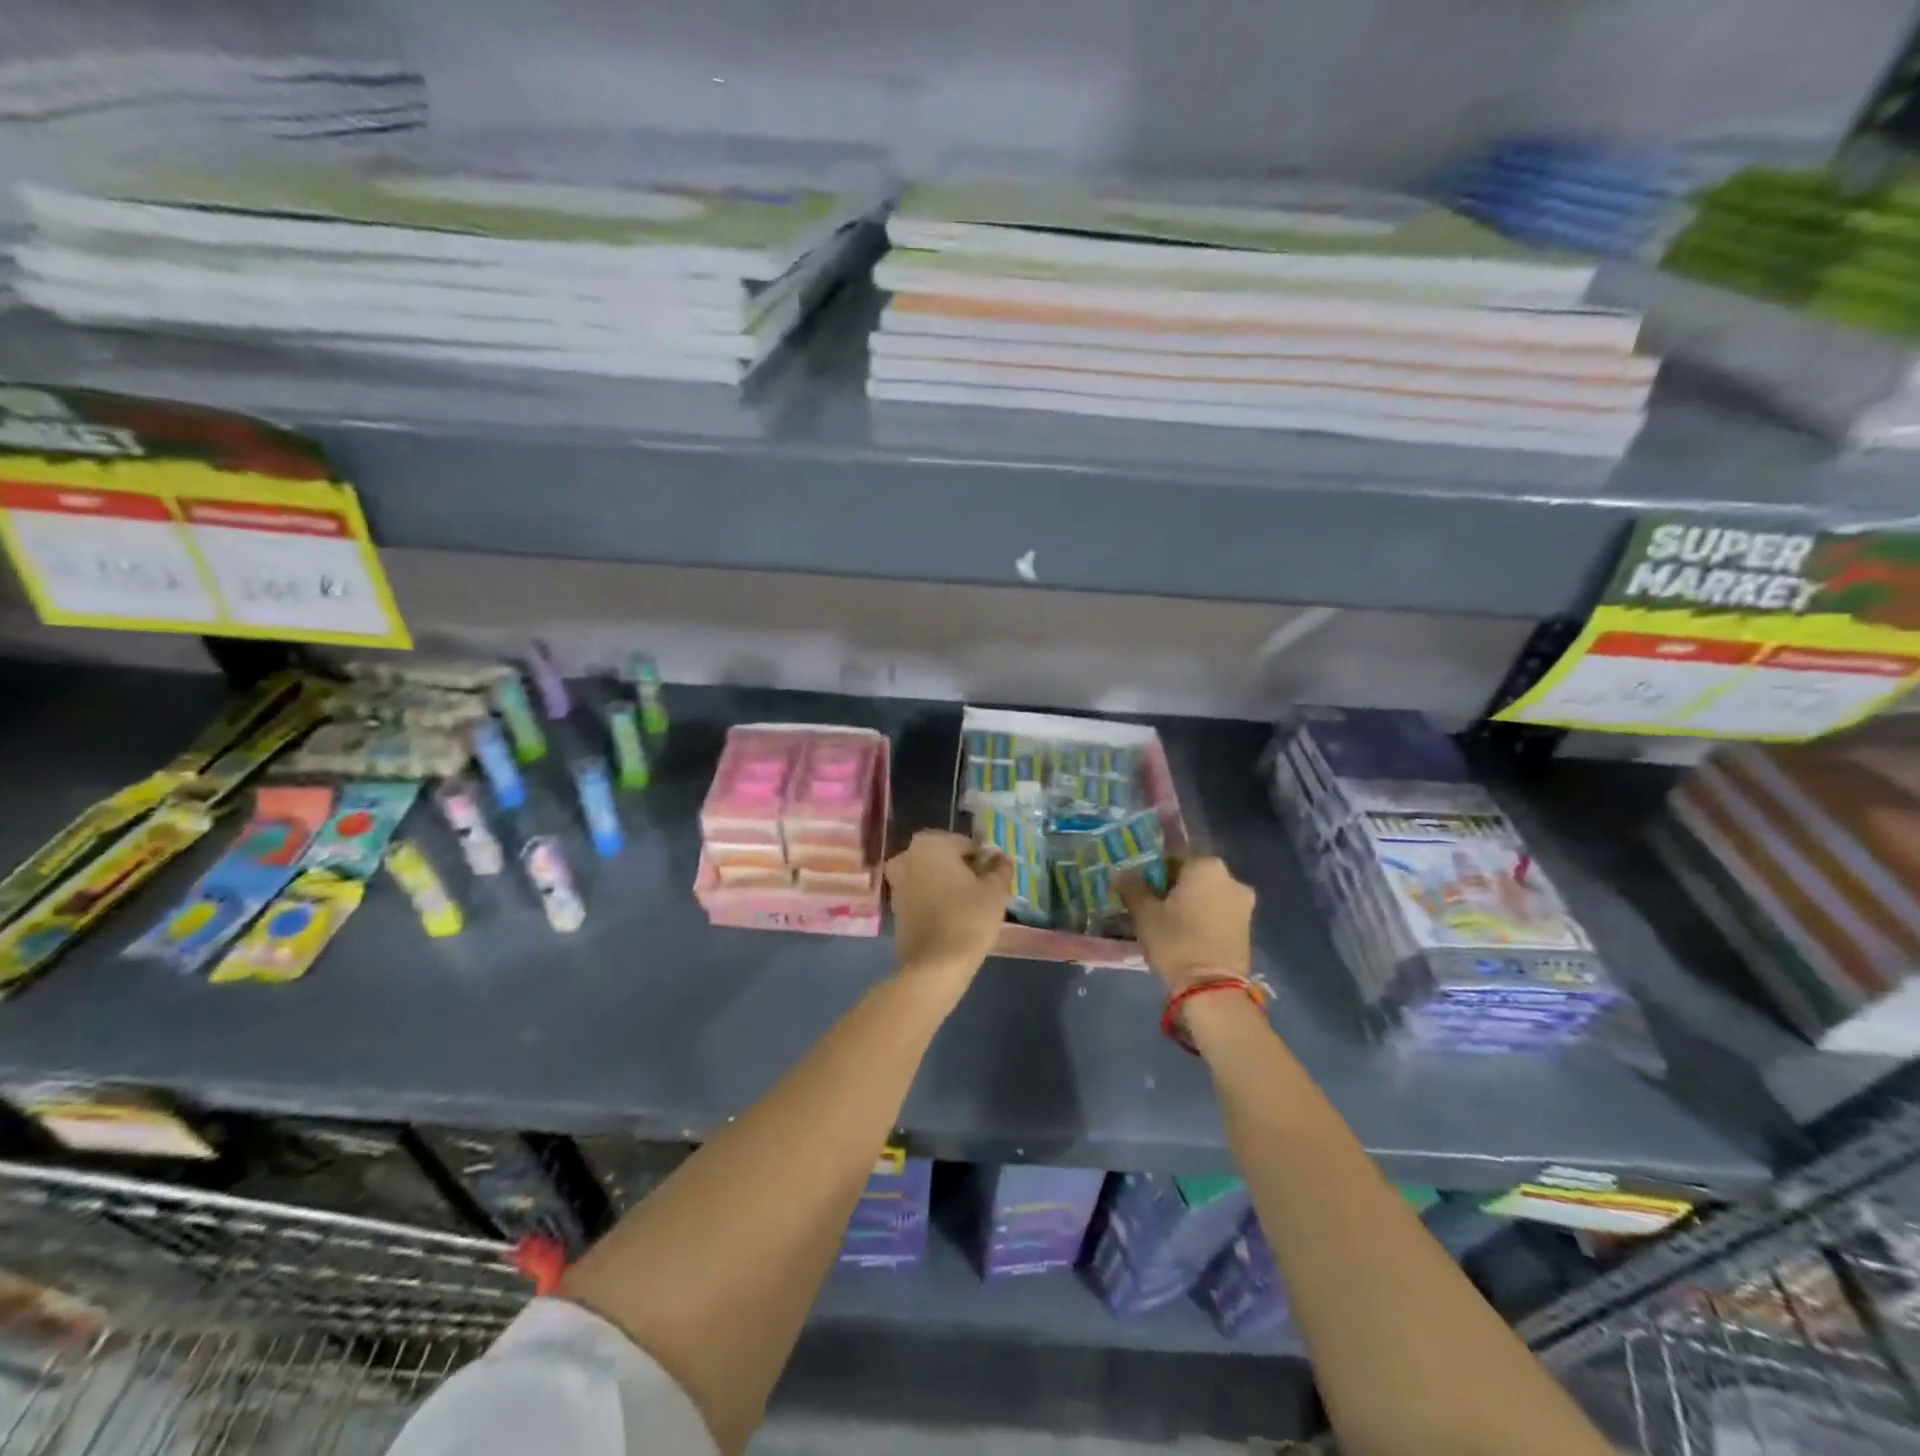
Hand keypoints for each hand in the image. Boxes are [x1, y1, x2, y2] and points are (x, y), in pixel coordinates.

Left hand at [885, 830, 1013, 982]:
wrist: (935, 965)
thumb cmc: (968, 918)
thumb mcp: (995, 890)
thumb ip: (1000, 868)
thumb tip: (1000, 858)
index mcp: (930, 843)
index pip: (966, 844)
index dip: (984, 861)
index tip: (994, 880)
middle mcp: (907, 856)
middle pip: (946, 859)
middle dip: (964, 871)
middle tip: (984, 893)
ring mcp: (897, 882)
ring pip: (932, 877)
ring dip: (949, 886)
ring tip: (971, 907)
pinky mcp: (895, 907)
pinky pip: (922, 895)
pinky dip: (936, 901)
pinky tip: (953, 918)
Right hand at [1119, 855, 1255, 993]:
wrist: (1213, 989)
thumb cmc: (1176, 941)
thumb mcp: (1145, 913)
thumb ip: (1132, 887)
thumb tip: (1122, 873)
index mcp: (1207, 865)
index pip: (1172, 857)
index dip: (1152, 872)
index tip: (1139, 889)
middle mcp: (1231, 878)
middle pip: (1192, 876)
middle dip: (1173, 888)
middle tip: (1152, 906)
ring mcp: (1243, 904)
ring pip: (1207, 895)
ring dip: (1189, 904)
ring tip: (1167, 924)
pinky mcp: (1248, 927)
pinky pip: (1218, 913)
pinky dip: (1203, 918)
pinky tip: (1186, 935)